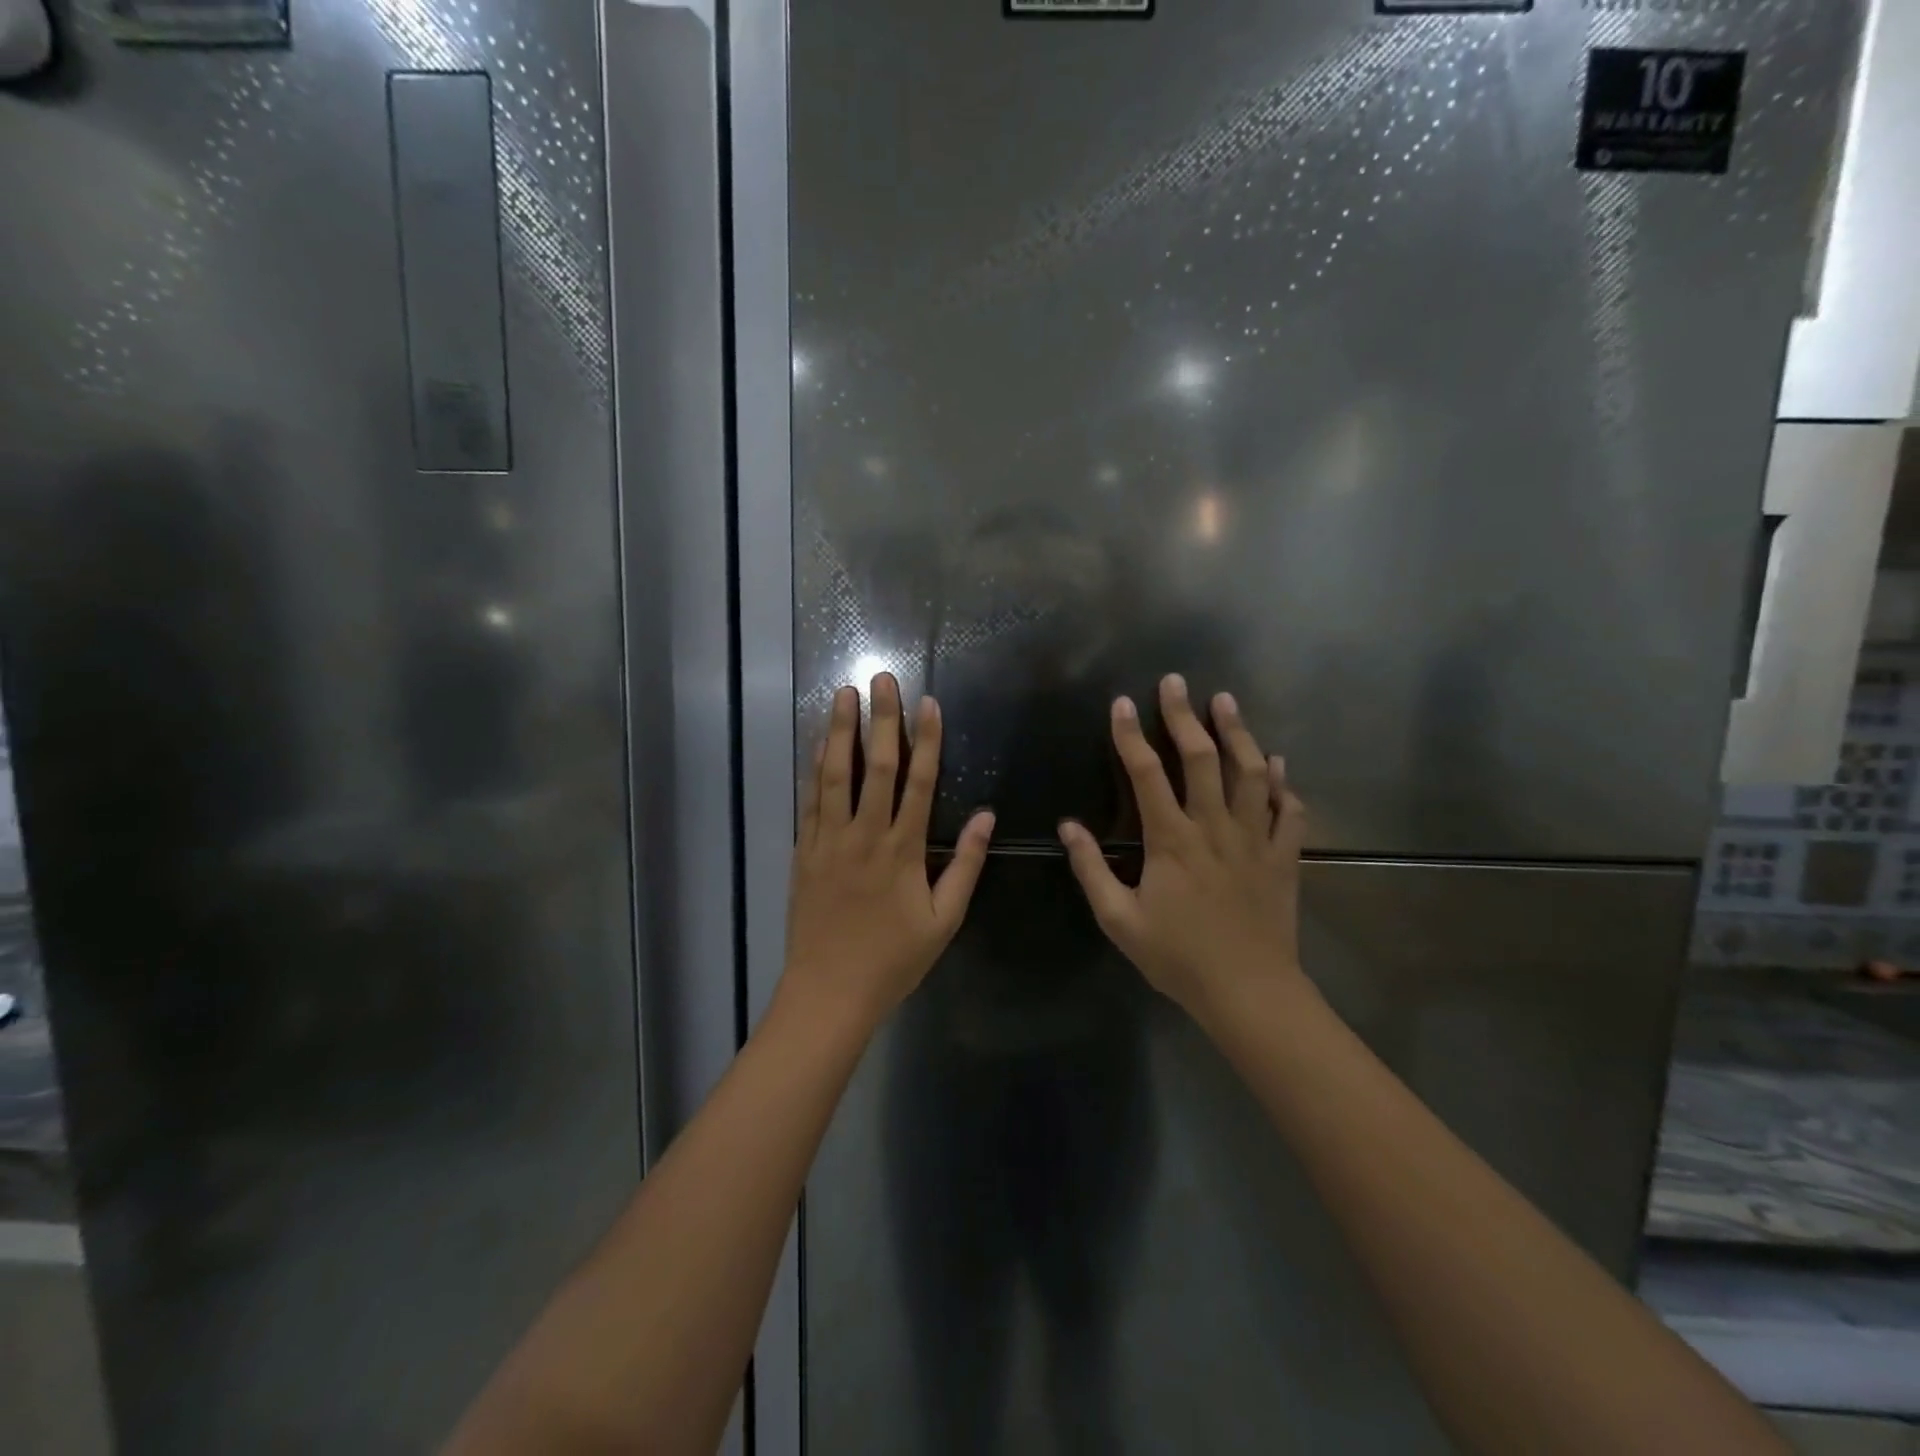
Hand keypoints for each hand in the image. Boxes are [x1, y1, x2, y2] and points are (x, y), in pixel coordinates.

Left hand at [783, 673, 994, 1030]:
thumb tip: (985, 816)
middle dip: (881, 719)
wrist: (829, 992)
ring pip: (835, 775)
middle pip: (875, 766)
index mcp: (903, 850)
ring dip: (839, 731)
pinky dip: (815, 768)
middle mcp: (864, 835)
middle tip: (882, 679)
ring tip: (843, 695)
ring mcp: (829, 841)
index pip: (918, 782)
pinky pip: (809, 801)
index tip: (928, 704)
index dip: (926, 740)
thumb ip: (964, 865)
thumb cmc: (893, 959)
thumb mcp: (944, 920)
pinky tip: (818, 744)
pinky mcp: (804, 851)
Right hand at [1060, 673, 1306, 1024]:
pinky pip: (1289, 811)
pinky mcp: (1283, 858)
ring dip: (1237, 733)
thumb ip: (1092, 870)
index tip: (1123, 703)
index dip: (1131, 735)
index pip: (1147, 774)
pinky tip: (1276, 764)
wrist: (1249, 992)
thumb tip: (1069, 826)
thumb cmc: (1178, 957)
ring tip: (1227, 702)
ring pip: (1249, 773)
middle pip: (1201, 758)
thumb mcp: (1119, 920)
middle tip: (1177, 681)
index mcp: (1172, 840)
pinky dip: (1283, 783)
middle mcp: (1214, 827)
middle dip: (1185, 716)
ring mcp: (1255, 839)